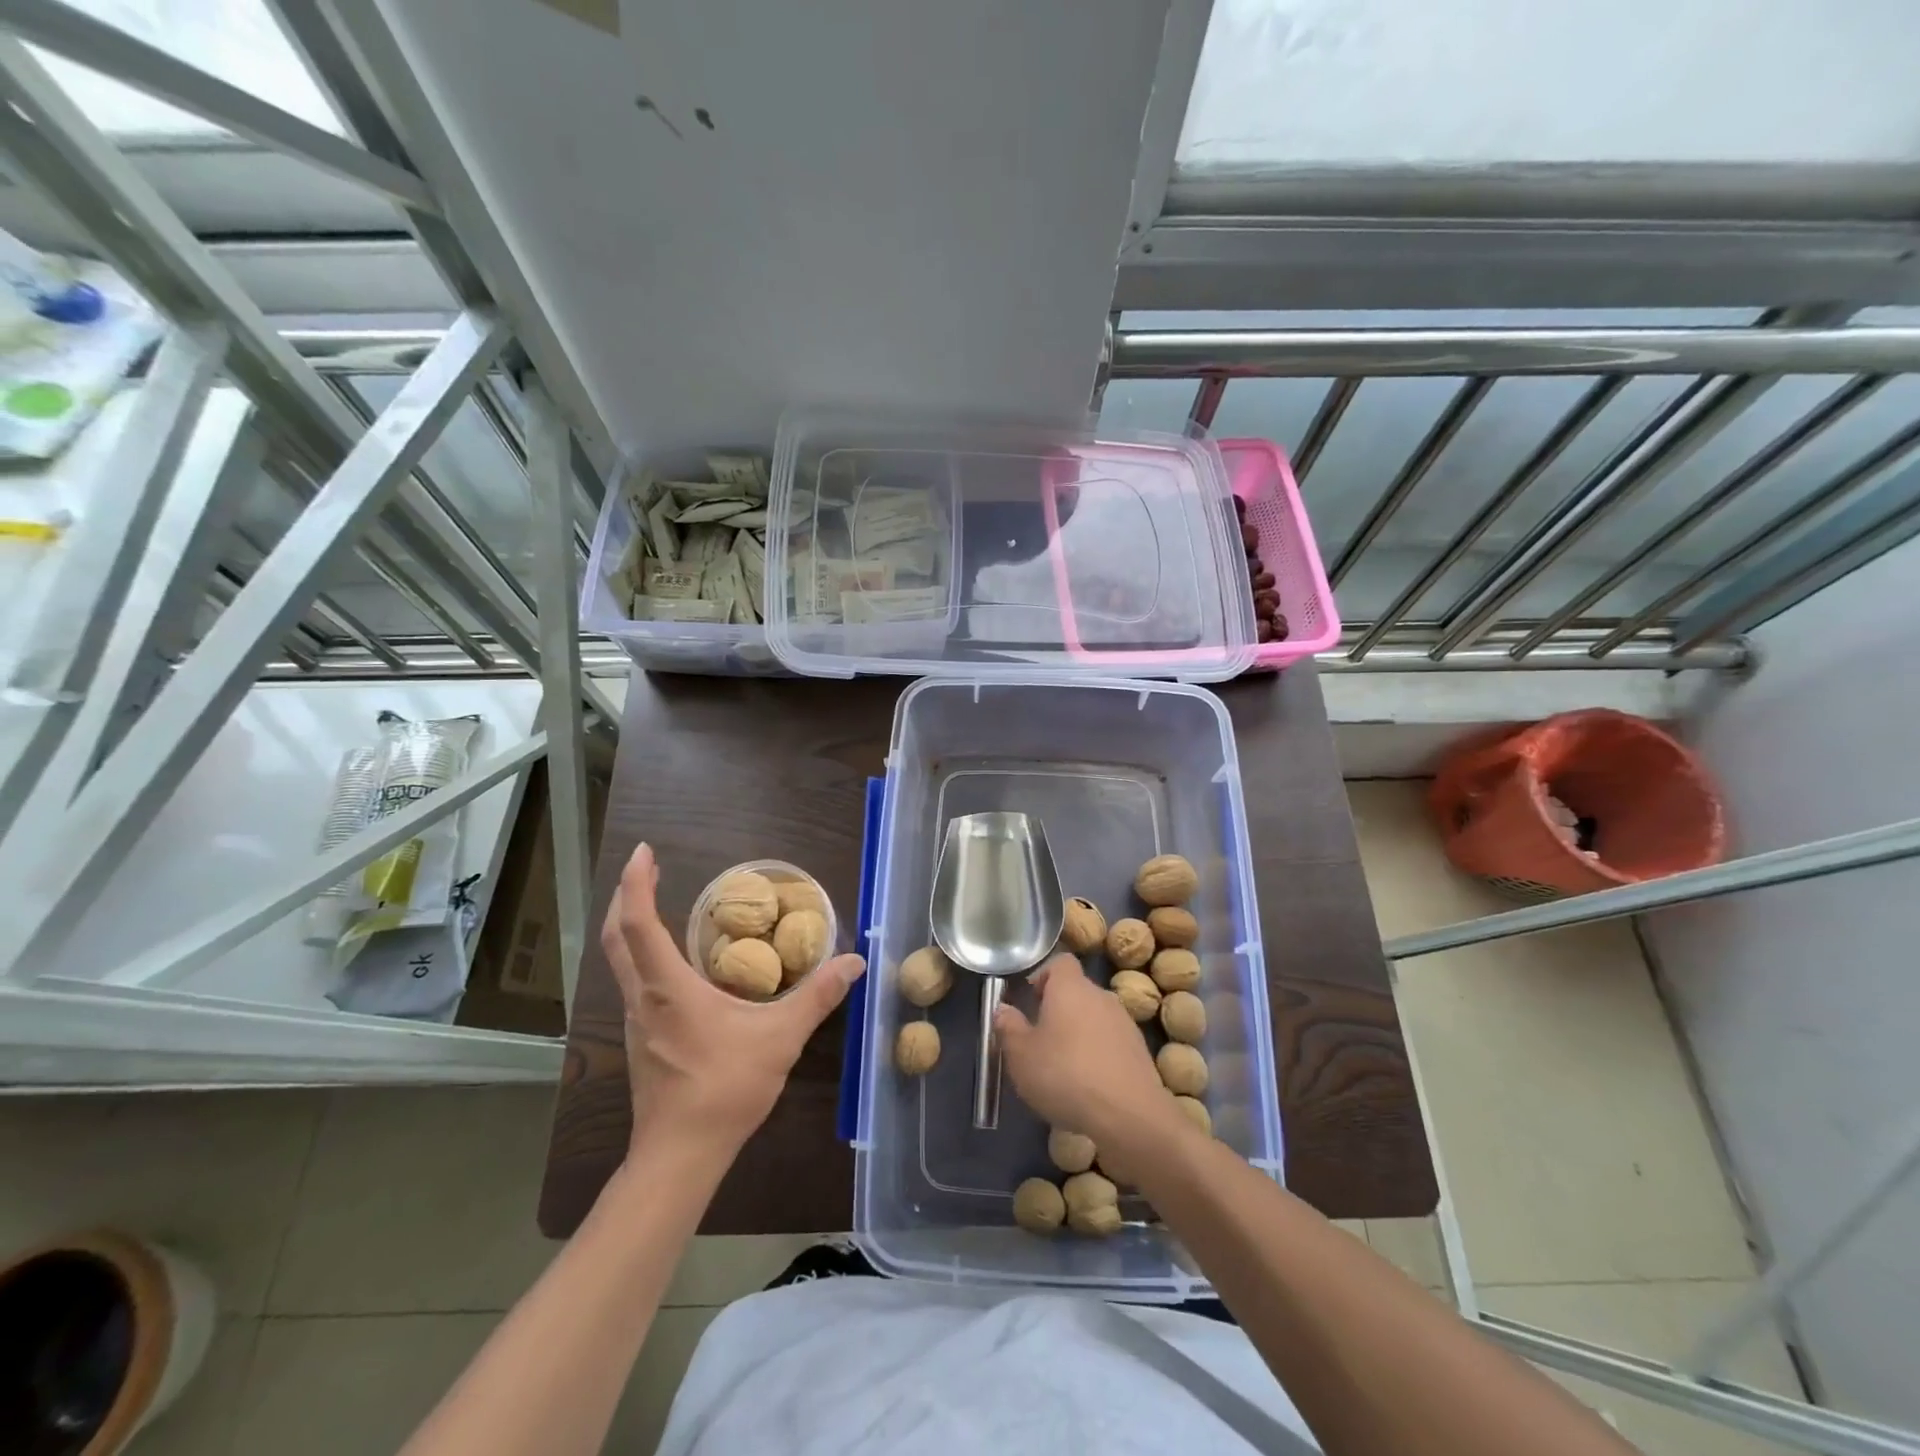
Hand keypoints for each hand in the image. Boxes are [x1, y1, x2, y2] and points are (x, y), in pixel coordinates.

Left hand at [602, 843, 864, 1158]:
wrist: (679, 1156)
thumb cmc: (724, 1089)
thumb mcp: (781, 1039)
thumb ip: (817, 997)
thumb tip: (854, 962)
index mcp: (668, 987)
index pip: (639, 923)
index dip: (637, 883)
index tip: (646, 852)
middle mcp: (644, 997)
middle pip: (618, 936)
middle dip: (626, 896)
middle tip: (649, 869)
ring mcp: (638, 1022)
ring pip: (621, 961)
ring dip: (631, 926)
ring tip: (656, 905)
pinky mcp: (642, 1040)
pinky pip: (635, 983)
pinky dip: (643, 955)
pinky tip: (675, 965)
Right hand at [993, 954, 1183, 1168]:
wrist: (1129, 1115)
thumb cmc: (1066, 1075)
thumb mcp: (1021, 1055)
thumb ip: (1008, 1027)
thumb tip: (1003, 1009)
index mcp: (1071, 987)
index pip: (1060, 962)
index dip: (1044, 976)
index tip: (1031, 1001)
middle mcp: (1100, 996)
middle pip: (1077, 991)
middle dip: (1059, 1009)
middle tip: (1040, 1039)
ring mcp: (1124, 1023)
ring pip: (1094, 1018)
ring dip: (1079, 1033)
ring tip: (1063, 1067)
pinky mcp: (1139, 1051)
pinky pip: (1111, 1042)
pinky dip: (1098, 1055)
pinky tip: (1088, 1085)